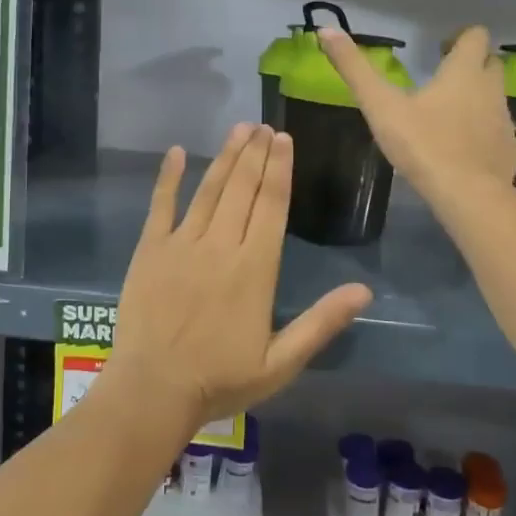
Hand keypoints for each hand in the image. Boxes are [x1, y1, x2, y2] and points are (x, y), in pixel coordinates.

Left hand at [110, 125, 373, 426]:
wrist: (154, 390)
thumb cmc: (221, 380)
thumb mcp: (282, 362)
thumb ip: (322, 322)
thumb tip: (364, 290)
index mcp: (255, 268)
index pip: (272, 206)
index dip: (280, 170)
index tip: (284, 139)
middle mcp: (220, 246)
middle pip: (242, 189)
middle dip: (255, 154)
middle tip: (264, 125)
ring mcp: (182, 244)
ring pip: (209, 190)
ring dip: (225, 157)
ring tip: (238, 130)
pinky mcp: (150, 250)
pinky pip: (160, 206)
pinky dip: (168, 178)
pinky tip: (175, 153)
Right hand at [320, 25, 515, 205]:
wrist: (467, 194)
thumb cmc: (423, 144)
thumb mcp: (380, 106)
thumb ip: (355, 69)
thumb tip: (326, 30)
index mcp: (464, 72)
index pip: (476, 36)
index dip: (460, 38)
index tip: (440, 50)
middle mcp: (491, 89)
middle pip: (490, 64)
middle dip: (471, 66)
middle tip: (442, 79)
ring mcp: (504, 121)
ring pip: (494, 99)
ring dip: (477, 100)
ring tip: (447, 116)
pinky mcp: (509, 151)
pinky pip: (498, 133)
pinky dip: (483, 134)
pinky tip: (462, 150)